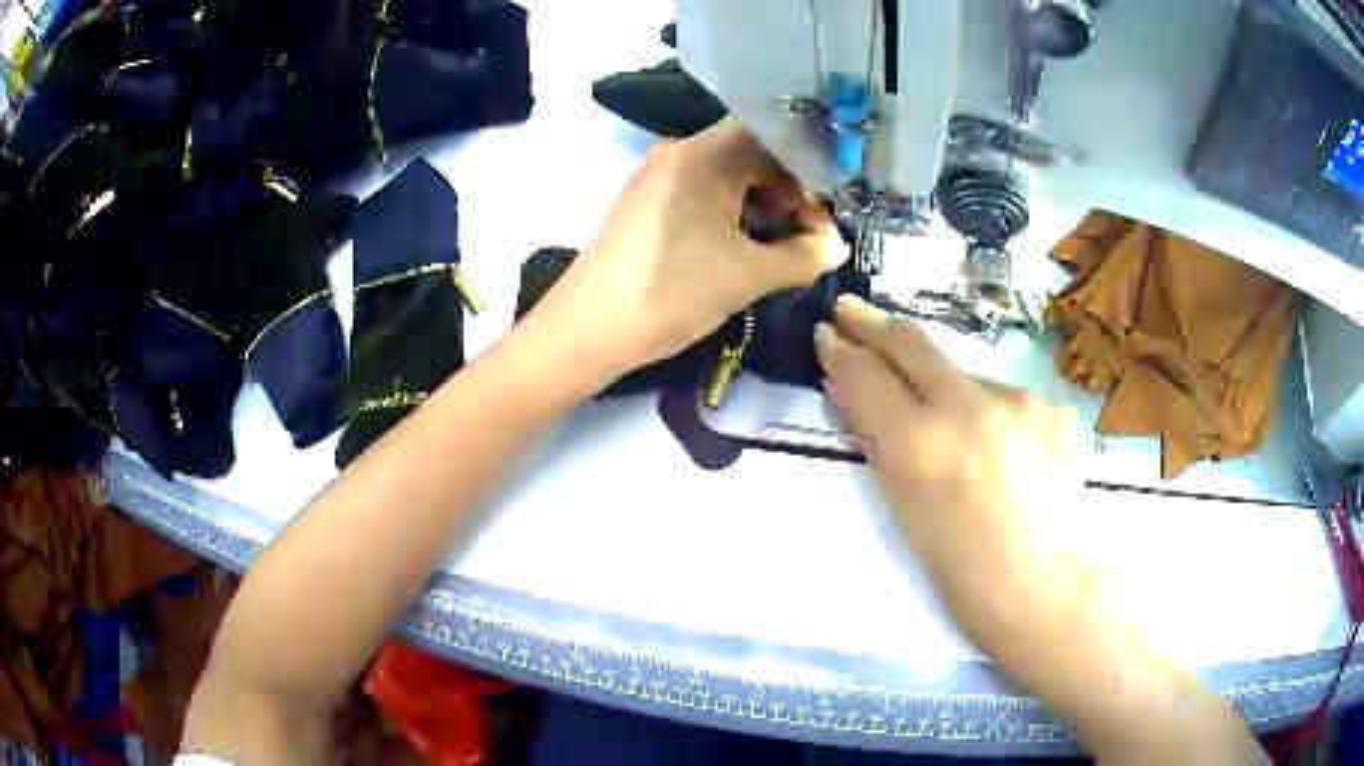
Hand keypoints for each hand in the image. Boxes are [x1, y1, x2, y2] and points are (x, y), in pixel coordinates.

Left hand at [535, 119, 844, 375]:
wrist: (587, 329)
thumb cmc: (672, 291)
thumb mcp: (747, 275)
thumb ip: (803, 257)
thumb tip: (835, 249)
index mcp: (704, 154)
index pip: (773, 138)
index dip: (808, 172)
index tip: (827, 214)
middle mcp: (678, 153)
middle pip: (750, 156)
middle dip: (789, 193)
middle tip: (811, 237)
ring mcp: (656, 179)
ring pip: (726, 178)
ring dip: (762, 208)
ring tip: (784, 250)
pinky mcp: (644, 206)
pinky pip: (700, 196)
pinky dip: (731, 216)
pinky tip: (745, 249)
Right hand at [814, 295, 1090, 645]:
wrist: (1045, 588)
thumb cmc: (961, 573)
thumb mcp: (904, 512)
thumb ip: (876, 443)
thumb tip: (849, 393)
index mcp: (920, 445)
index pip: (866, 374)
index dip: (841, 351)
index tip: (827, 334)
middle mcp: (969, 407)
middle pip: (913, 341)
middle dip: (876, 325)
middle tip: (853, 313)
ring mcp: (1020, 400)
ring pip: (967, 378)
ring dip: (950, 394)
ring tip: (962, 445)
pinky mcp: (1054, 407)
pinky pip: (1010, 402)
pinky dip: (997, 420)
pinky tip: (1010, 459)